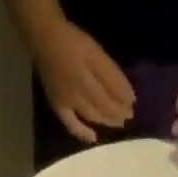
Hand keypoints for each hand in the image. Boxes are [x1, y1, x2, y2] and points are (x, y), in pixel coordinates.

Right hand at [28, 17, 134, 145]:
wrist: (44, 39)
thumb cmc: (72, 41)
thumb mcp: (95, 51)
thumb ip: (111, 74)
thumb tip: (128, 97)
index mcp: (87, 79)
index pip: (109, 97)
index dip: (122, 103)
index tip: (133, 105)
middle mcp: (77, 95)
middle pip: (101, 109)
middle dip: (116, 114)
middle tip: (128, 116)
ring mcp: (67, 103)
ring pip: (90, 117)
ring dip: (105, 121)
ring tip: (117, 123)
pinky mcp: (58, 107)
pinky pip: (71, 125)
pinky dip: (82, 132)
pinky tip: (93, 137)